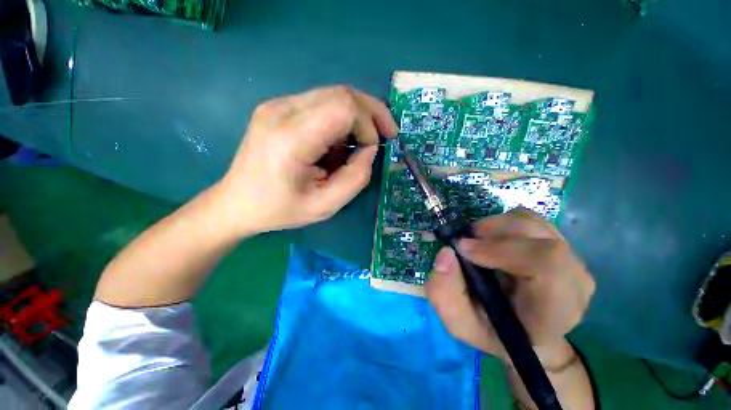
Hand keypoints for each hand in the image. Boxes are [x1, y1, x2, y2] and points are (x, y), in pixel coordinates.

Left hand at [216, 86, 397, 236]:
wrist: (236, 203)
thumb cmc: (280, 209)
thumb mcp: (326, 206)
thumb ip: (356, 177)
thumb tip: (369, 149)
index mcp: (291, 138)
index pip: (344, 107)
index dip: (368, 125)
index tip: (371, 150)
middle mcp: (281, 110)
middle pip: (342, 93)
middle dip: (371, 113)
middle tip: (386, 134)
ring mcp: (277, 104)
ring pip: (334, 95)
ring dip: (355, 118)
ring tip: (354, 147)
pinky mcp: (277, 107)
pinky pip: (321, 103)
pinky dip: (339, 120)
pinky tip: (335, 143)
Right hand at [425, 209, 594, 362]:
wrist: (521, 330)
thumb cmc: (492, 331)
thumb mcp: (458, 321)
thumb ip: (445, 292)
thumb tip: (446, 252)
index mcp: (555, 310)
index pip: (548, 263)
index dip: (502, 248)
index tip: (463, 248)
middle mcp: (573, 280)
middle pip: (537, 235)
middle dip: (491, 231)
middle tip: (463, 242)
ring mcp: (569, 258)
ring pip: (530, 222)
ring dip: (493, 226)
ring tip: (474, 242)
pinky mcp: (558, 244)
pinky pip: (528, 219)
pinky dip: (501, 224)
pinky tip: (489, 240)